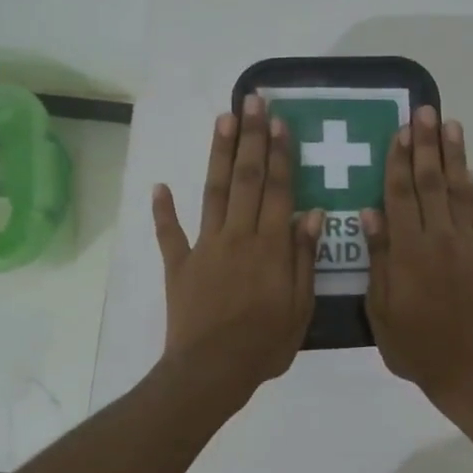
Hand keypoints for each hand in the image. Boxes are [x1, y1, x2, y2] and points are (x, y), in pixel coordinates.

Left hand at [152, 94, 323, 406]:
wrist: (212, 371)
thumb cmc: (265, 344)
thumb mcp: (301, 306)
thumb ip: (304, 257)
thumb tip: (312, 213)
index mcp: (270, 246)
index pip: (278, 190)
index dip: (280, 155)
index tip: (280, 123)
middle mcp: (238, 236)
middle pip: (246, 179)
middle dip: (251, 138)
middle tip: (253, 102)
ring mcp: (205, 247)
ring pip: (213, 192)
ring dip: (219, 155)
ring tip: (223, 119)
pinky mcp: (179, 265)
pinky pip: (169, 233)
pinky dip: (163, 210)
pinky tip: (160, 186)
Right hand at [363, 106, 472, 413]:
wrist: (468, 368)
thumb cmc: (414, 345)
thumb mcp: (381, 309)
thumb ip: (379, 259)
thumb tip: (370, 213)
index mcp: (408, 253)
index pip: (400, 196)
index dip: (398, 162)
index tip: (399, 131)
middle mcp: (438, 240)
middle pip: (430, 183)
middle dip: (426, 146)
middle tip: (424, 111)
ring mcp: (466, 245)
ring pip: (457, 191)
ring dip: (452, 156)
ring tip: (449, 125)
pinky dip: (470, 187)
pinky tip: (465, 168)